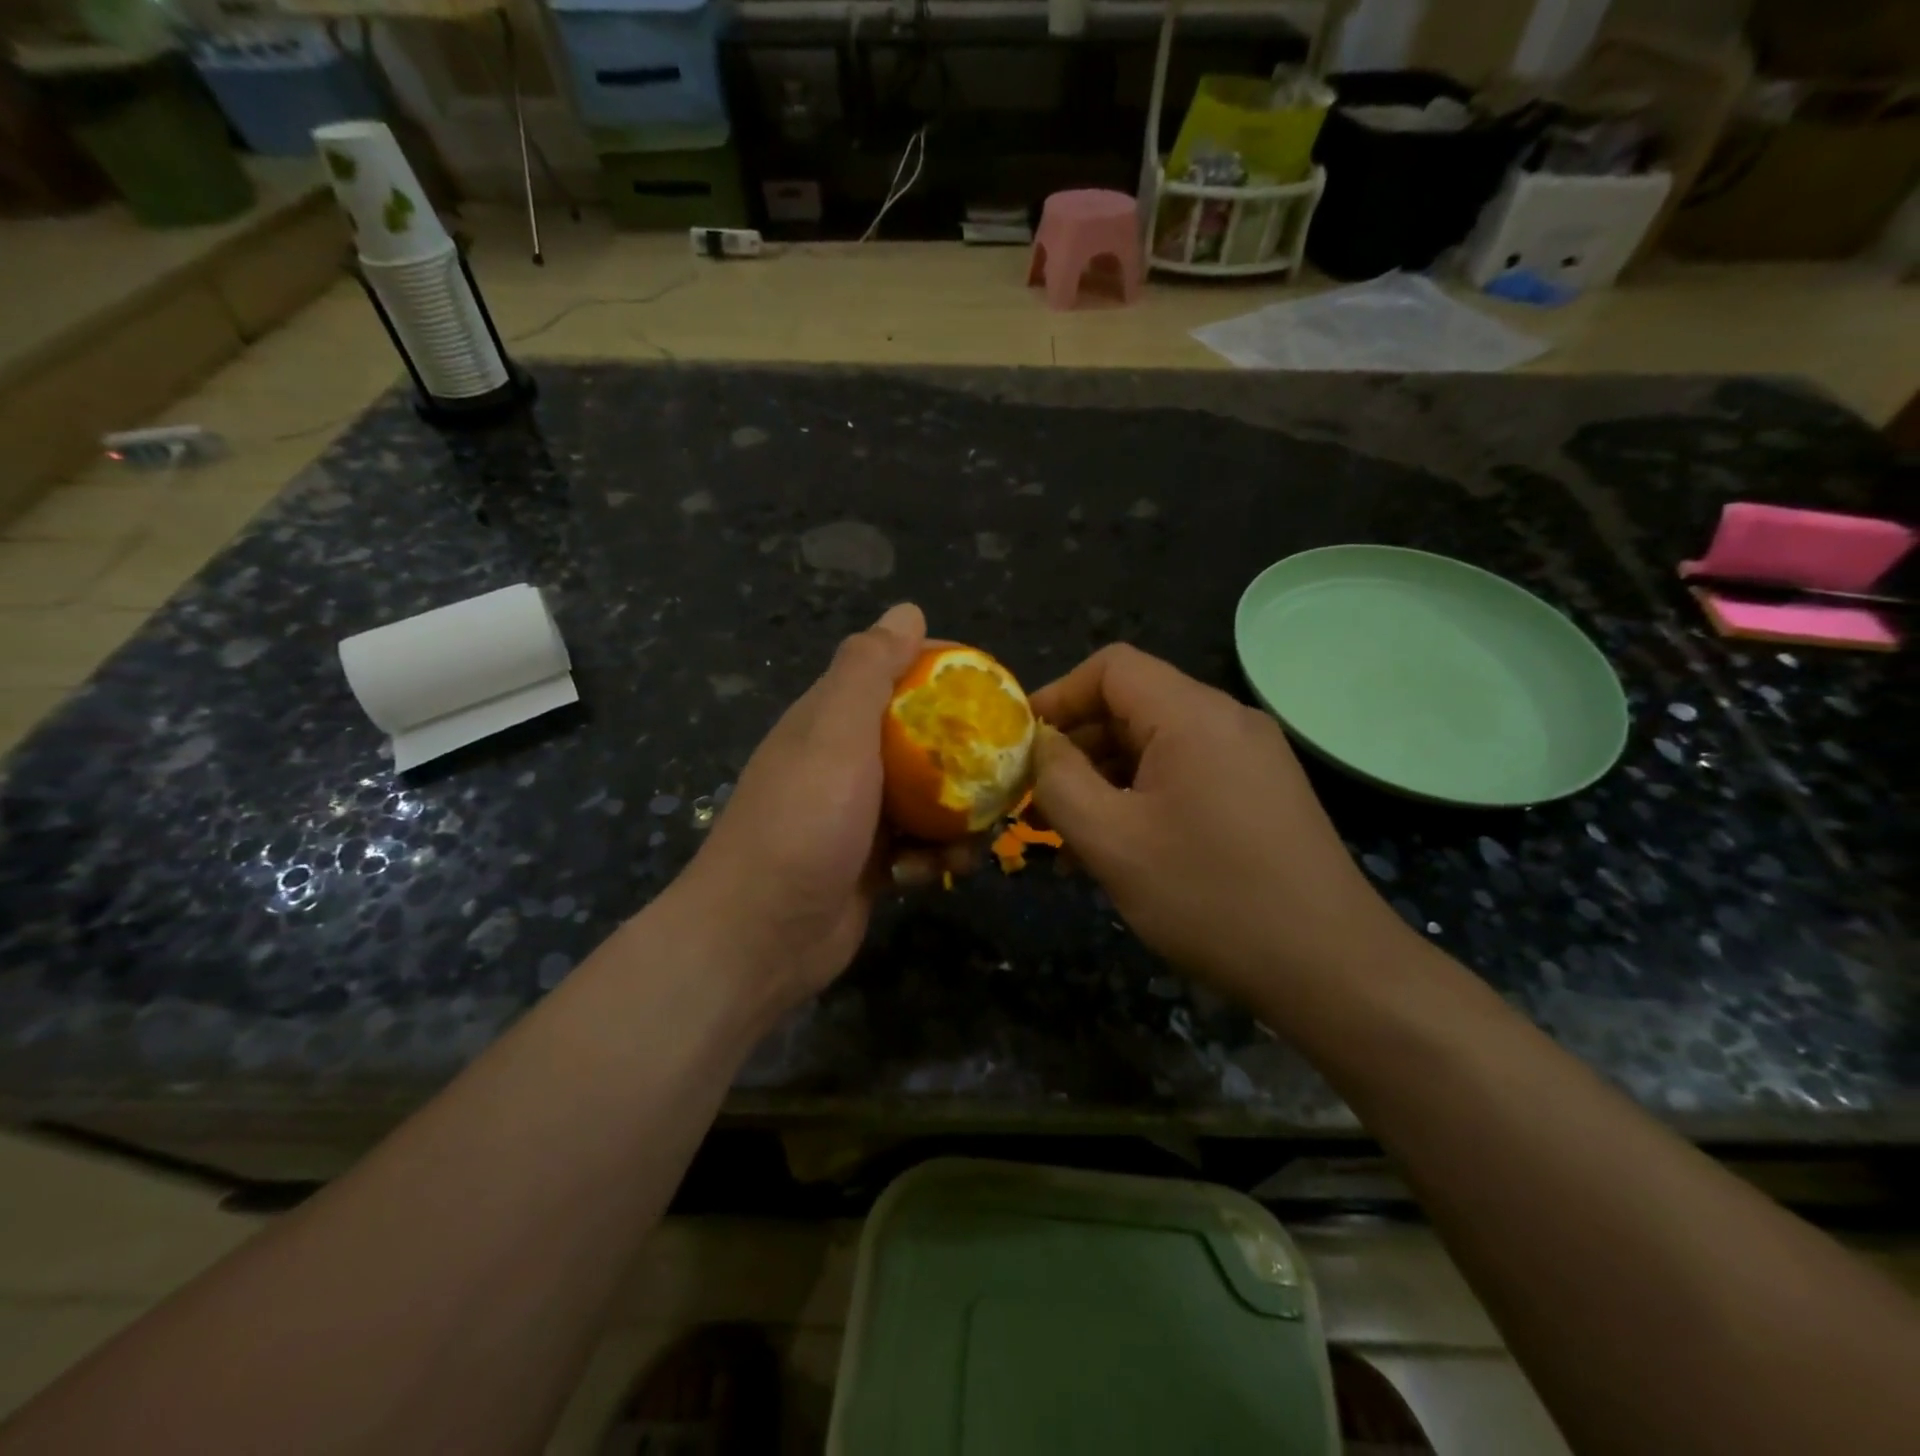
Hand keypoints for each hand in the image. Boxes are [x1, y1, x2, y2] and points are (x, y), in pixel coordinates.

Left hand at [673, 603, 963, 1011]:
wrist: (761, 937)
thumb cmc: (802, 824)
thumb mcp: (835, 735)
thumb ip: (868, 670)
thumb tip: (907, 609)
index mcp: (833, 719)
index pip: (896, 673)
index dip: (944, 673)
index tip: (992, 690)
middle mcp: (847, 760)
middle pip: (923, 739)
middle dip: (965, 756)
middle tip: (1004, 771)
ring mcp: (859, 815)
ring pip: (930, 797)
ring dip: (957, 817)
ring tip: (970, 839)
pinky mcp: (872, 862)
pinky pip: (920, 845)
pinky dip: (932, 858)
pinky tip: (927, 874)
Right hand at [1030, 644, 1406, 1010]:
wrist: (1332, 969)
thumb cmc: (1210, 898)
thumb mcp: (1112, 841)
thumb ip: (1059, 781)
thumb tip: (1040, 743)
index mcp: (1193, 715)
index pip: (1111, 667)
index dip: (1058, 696)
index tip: (1022, 746)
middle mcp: (1227, 721)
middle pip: (1132, 707)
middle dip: (1077, 750)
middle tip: (1037, 804)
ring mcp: (1251, 757)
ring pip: (1157, 748)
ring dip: (1105, 782)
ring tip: (1070, 840)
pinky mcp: (1262, 793)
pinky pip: (1186, 776)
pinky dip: (1143, 799)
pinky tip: (1120, 852)